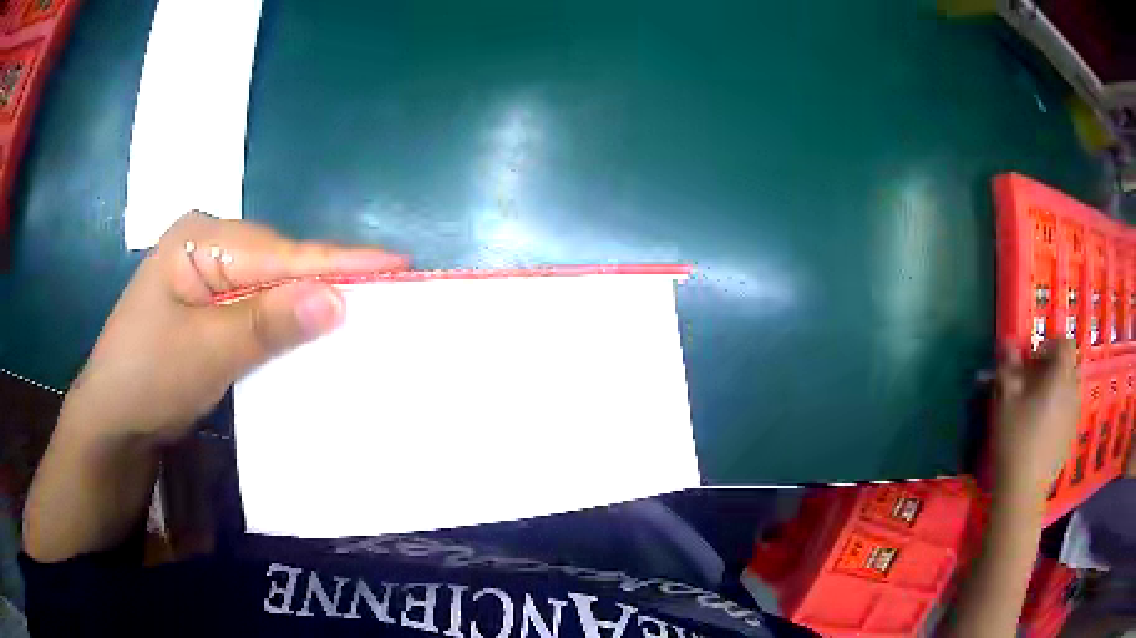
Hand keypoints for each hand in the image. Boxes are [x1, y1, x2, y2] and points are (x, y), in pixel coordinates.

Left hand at [59, 212, 406, 444]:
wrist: (112, 423)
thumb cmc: (147, 379)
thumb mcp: (206, 352)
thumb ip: (267, 322)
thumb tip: (338, 299)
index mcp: (200, 238)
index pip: (280, 252)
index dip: (338, 262)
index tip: (399, 264)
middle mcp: (208, 246)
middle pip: (279, 264)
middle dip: (328, 283)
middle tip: (390, 295)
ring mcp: (208, 278)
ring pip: (271, 288)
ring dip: (309, 305)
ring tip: (366, 310)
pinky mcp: (210, 309)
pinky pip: (258, 311)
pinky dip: (286, 324)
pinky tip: (313, 331)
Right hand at [992, 339, 1080, 503]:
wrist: (1023, 491)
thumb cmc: (1015, 439)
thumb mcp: (1006, 400)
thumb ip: (1009, 366)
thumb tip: (1008, 341)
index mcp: (1060, 376)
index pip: (1064, 343)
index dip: (1050, 345)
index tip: (1032, 361)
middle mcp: (1073, 390)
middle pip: (1068, 366)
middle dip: (1052, 369)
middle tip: (1032, 385)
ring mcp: (1074, 416)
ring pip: (1070, 390)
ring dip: (1056, 391)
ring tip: (1036, 410)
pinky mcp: (1071, 437)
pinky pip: (1068, 412)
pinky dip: (1058, 412)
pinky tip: (1041, 432)